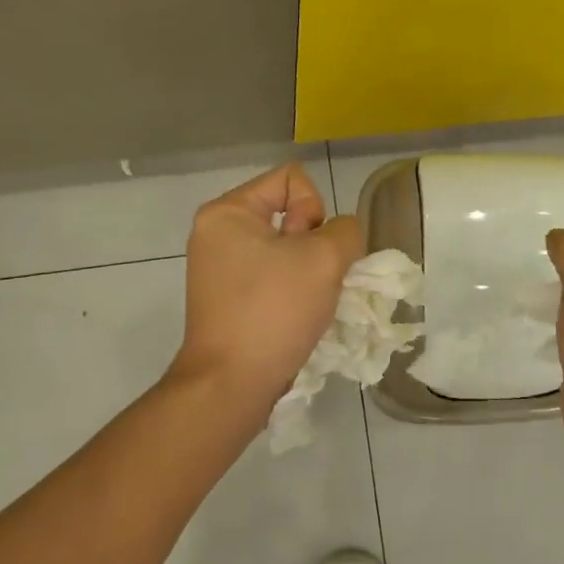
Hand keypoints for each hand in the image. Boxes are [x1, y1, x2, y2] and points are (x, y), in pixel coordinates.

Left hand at [170, 163, 362, 412]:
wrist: (231, 384)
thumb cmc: (272, 311)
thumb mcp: (324, 258)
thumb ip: (346, 230)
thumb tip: (339, 237)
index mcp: (227, 211)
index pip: (291, 178)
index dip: (314, 207)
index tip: (310, 248)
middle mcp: (218, 232)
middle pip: (289, 212)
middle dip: (313, 242)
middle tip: (310, 278)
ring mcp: (221, 268)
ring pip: (286, 247)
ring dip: (309, 269)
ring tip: (307, 300)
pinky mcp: (229, 298)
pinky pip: (274, 274)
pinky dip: (293, 289)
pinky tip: (298, 314)